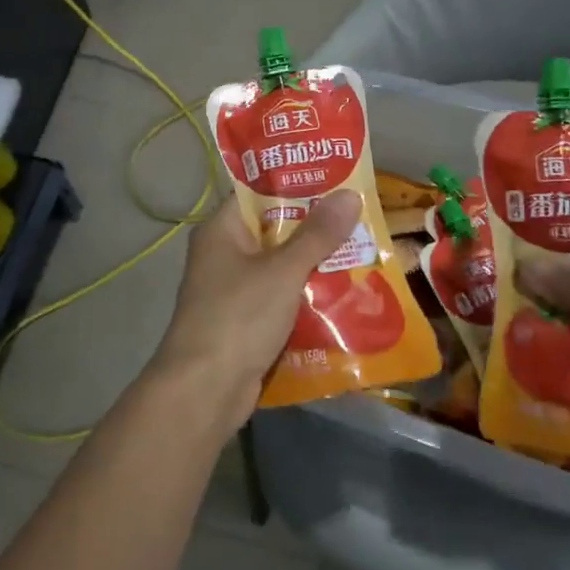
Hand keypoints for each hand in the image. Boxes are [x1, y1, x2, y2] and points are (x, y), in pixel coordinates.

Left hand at [150, 191, 362, 429]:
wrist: (205, 390)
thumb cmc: (239, 317)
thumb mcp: (283, 270)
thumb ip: (318, 234)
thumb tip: (349, 193)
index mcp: (221, 230)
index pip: (259, 193)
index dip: (297, 184)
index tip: (338, 179)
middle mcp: (224, 254)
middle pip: (274, 230)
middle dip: (316, 227)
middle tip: (360, 215)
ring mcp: (233, 290)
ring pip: (281, 266)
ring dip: (315, 264)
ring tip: (363, 250)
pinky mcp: (245, 321)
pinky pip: (281, 298)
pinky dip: (306, 296)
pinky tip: (344, 293)